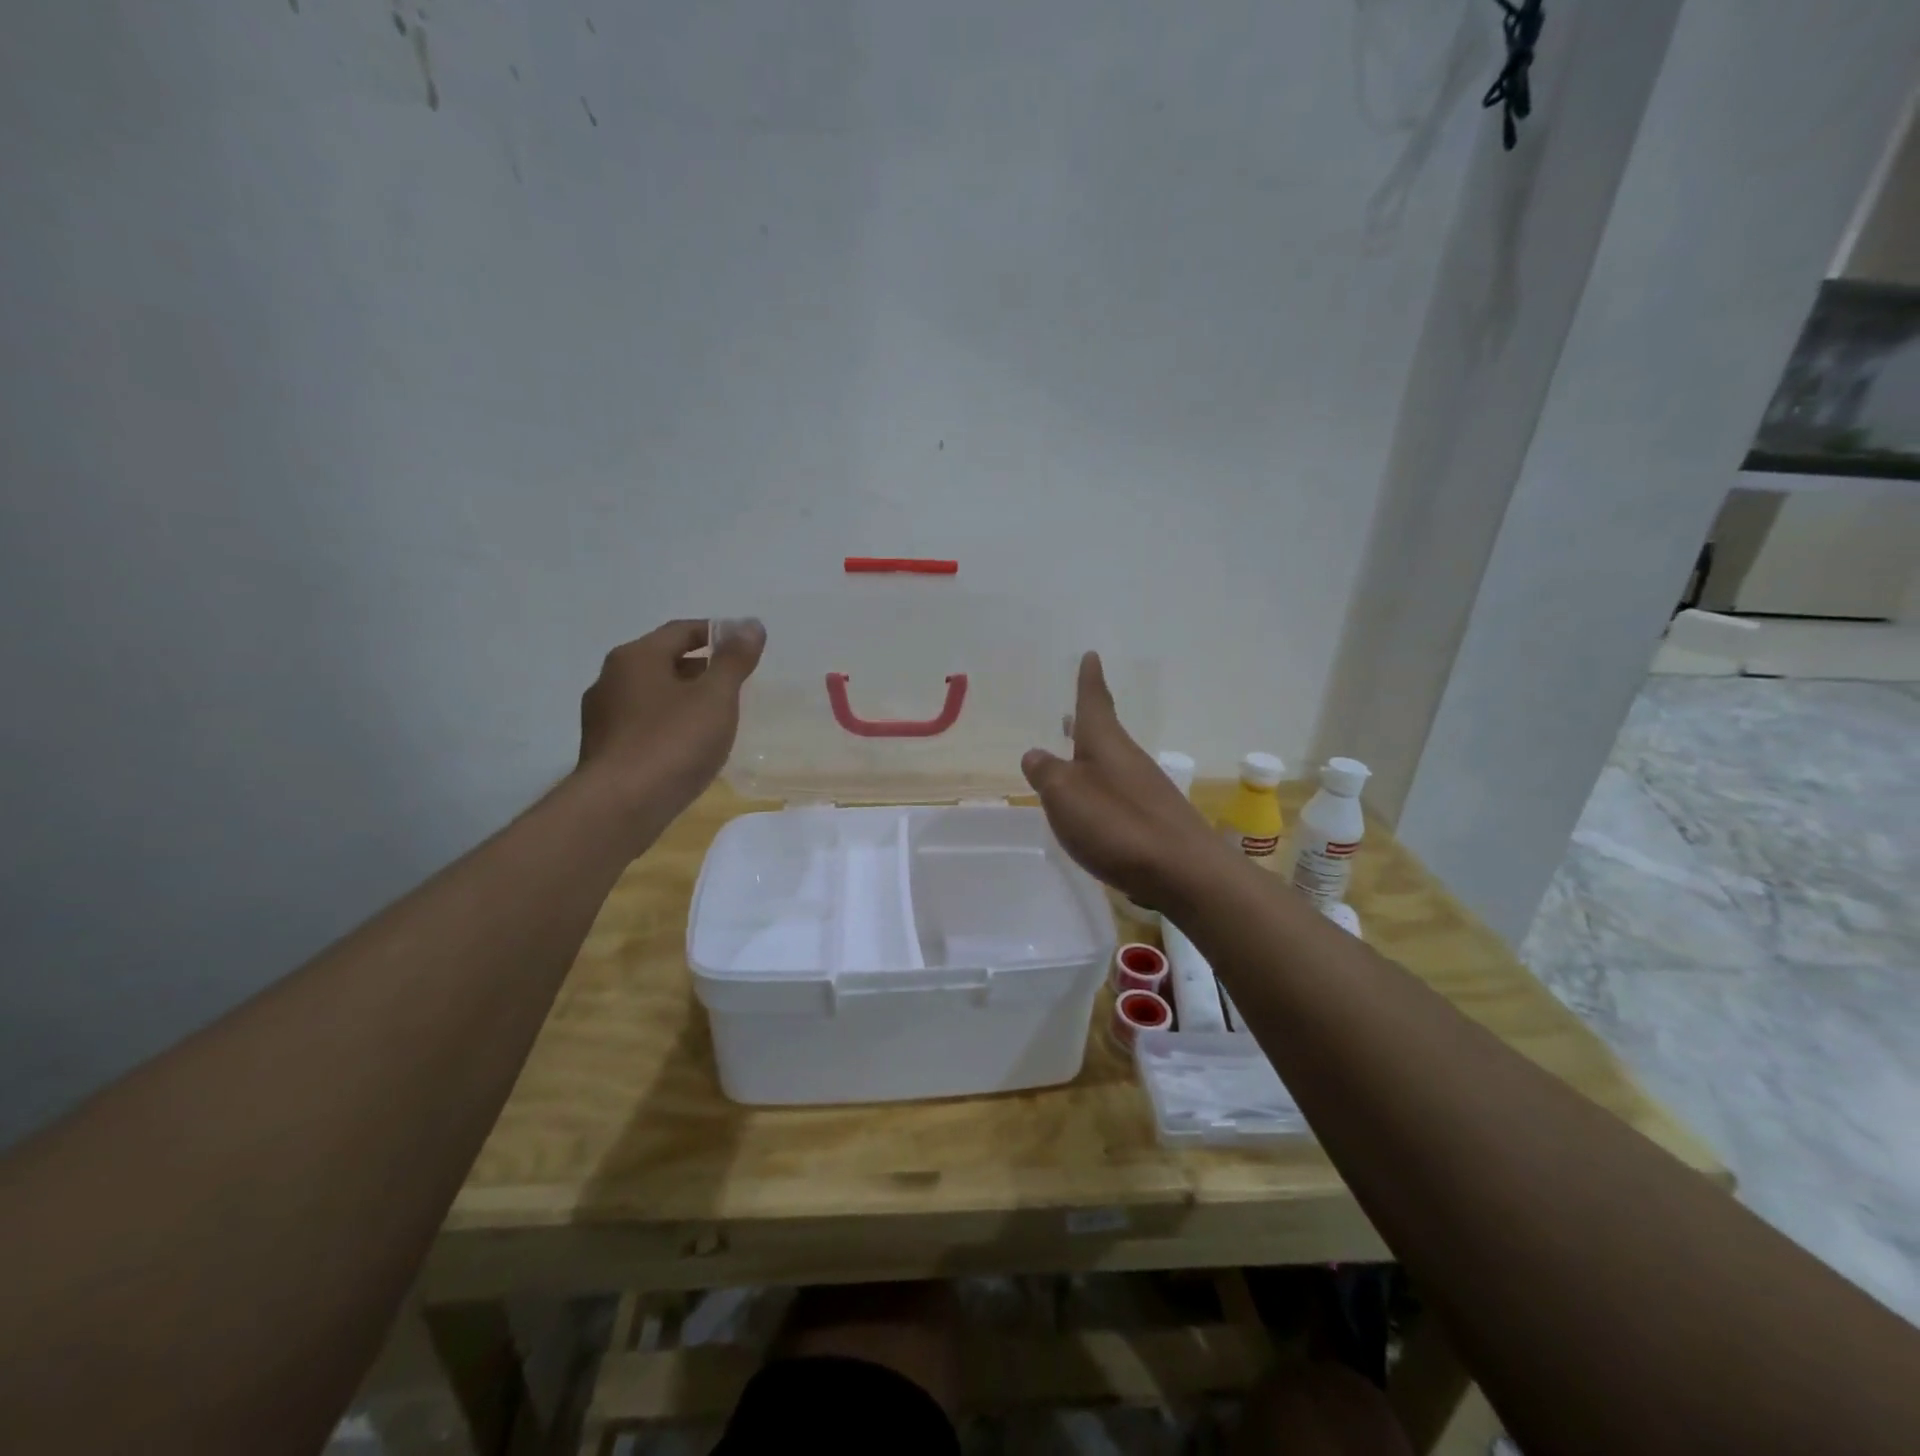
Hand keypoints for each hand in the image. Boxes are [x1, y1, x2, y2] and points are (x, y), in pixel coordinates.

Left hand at [576, 618, 765, 825]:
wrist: (620, 807)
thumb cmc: (673, 742)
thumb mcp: (715, 697)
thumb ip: (734, 660)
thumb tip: (751, 624)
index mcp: (636, 657)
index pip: (681, 631)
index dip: (716, 633)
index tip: (744, 645)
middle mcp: (611, 679)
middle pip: (663, 661)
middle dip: (700, 667)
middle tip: (734, 683)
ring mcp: (602, 716)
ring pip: (651, 695)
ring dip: (683, 698)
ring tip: (715, 716)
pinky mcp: (603, 749)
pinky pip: (642, 724)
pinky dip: (668, 724)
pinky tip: (687, 746)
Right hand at [1021, 652, 1227, 908]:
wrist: (1184, 871)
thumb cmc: (1118, 824)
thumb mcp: (1065, 795)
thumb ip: (1046, 773)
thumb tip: (1035, 753)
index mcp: (1106, 744)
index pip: (1094, 702)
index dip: (1089, 680)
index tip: (1091, 656)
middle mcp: (1128, 759)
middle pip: (1104, 734)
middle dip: (1086, 722)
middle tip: (1069, 713)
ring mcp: (1146, 790)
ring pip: (1111, 764)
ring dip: (1091, 757)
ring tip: (1072, 759)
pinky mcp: (1154, 820)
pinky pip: (1119, 793)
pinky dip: (1102, 789)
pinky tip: (1093, 808)